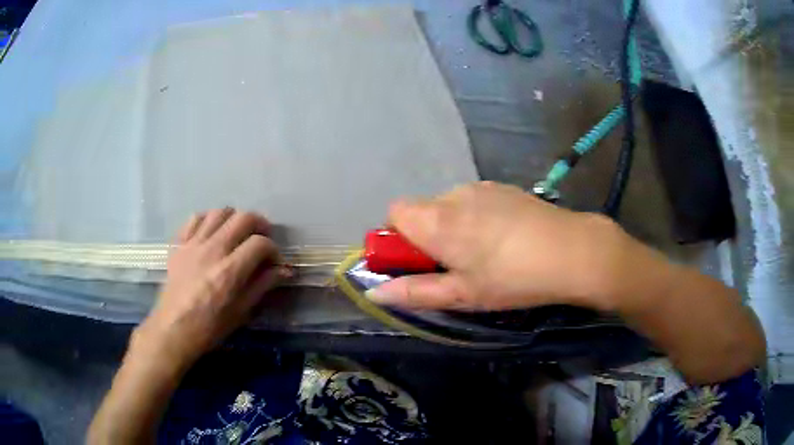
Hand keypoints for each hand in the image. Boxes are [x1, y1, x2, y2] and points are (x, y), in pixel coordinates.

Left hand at [134, 208, 291, 366]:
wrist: (173, 329)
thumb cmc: (210, 327)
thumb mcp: (241, 312)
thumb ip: (262, 285)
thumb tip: (284, 270)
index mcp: (230, 271)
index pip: (260, 243)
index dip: (273, 249)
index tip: (274, 261)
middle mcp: (213, 250)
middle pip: (242, 218)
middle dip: (259, 224)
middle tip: (261, 238)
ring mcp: (193, 244)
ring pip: (219, 213)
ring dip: (233, 219)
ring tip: (236, 233)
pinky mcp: (179, 244)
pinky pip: (195, 218)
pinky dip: (207, 220)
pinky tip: (211, 233)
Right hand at [368, 181, 634, 311]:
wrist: (571, 251)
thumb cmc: (512, 279)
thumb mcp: (463, 295)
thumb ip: (416, 292)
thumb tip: (376, 293)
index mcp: (438, 220)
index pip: (394, 212)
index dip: (399, 237)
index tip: (420, 261)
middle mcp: (454, 194)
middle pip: (422, 209)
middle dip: (428, 235)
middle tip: (457, 265)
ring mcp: (481, 187)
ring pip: (449, 205)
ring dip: (453, 226)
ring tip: (486, 253)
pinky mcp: (503, 187)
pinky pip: (474, 200)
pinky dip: (476, 217)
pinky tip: (505, 237)